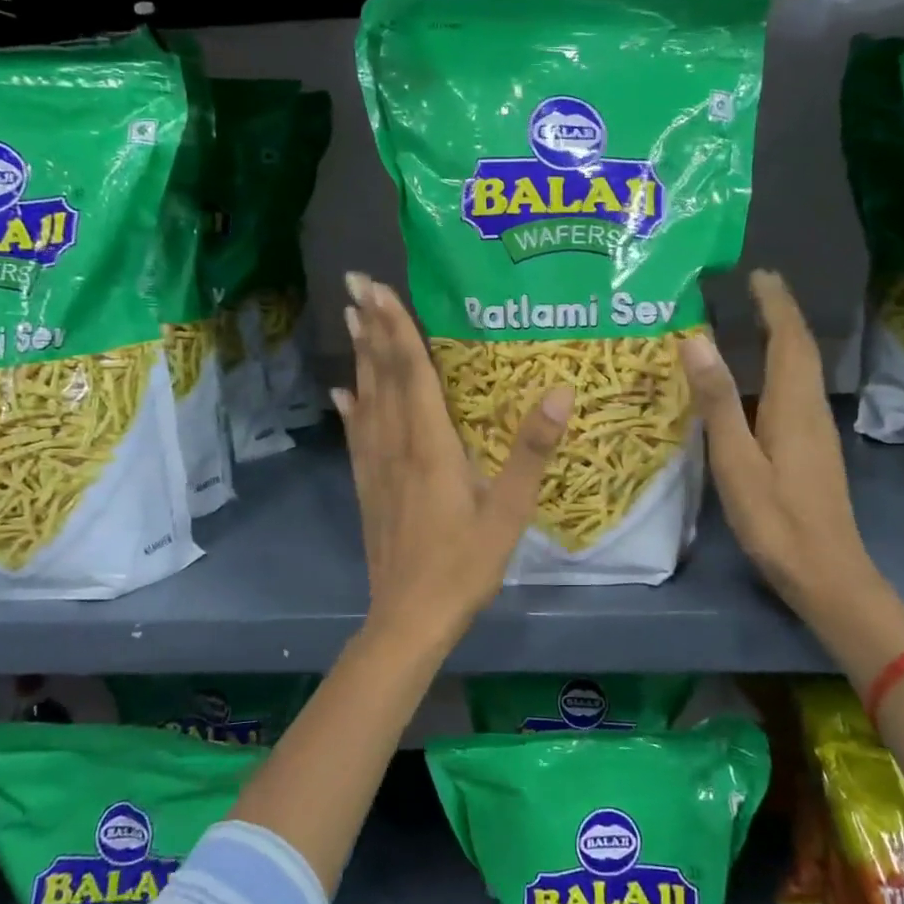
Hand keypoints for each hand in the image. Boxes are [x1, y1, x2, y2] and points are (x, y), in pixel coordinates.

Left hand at [333, 273, 571, 648]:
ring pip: (367, 400)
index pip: (413, 373)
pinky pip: (357, 436)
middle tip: (355, 285)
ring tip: (350, 320)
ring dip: (360, 357)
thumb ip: (531, 451)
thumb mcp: (509, 512)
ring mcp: (376, 468)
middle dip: (371, 328)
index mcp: (431, 446)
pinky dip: (351, 408)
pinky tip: (343, 392)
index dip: (396, 327)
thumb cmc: (464, 566)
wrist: (409, 618)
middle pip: (383, 377)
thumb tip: (560, 392)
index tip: (377, 288)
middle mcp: (396, 446)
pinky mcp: (368, 488)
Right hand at [680, 270, 875, 626]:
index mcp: (794, 406)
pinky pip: (797, 393)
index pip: (789, 340)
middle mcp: (811, 410)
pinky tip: (759, 383)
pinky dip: (780, 370)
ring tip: (755, 321)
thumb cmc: (776, 520)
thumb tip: (696, 340)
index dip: (776, 304)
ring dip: (783, 340)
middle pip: (801, 350)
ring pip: (801, 371)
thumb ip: (718, 401)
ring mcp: (816, 432)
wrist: (827, 574)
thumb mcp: (737, 461)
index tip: (759, 274)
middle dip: (782, 314)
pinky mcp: (813, 451)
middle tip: (756, 288)